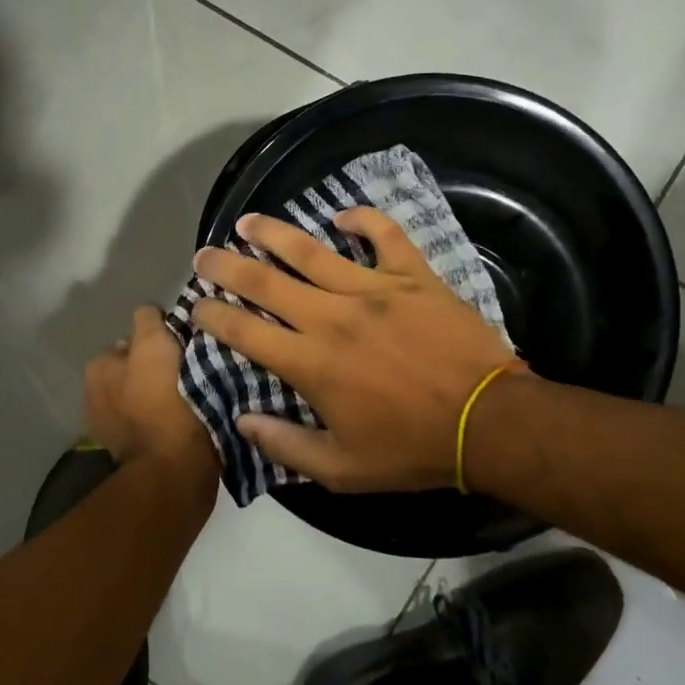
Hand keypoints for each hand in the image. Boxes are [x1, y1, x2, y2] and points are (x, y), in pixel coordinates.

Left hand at [84, 305, 219, 505]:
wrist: (176, 467)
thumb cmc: (163, 399)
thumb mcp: (154, 344)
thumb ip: (147, 320)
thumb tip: (151, 313)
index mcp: (98, 368)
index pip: (131, 340)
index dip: (158, 340)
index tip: (182, 347)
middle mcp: (95, 396)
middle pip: (137, 369)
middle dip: (157, 369)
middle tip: (191, 370)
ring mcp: (113, 430)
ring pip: (146, 397)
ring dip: (163, 394)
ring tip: (194, 395)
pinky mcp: (135, 455)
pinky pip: (156, 423)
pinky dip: (167, 419)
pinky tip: (188, 419)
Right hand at [190, 209, 522, 491]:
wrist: (488, 421)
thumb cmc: (412, 449)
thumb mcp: (342, 470)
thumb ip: (286, 446)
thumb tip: (242, 421)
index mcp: (312, 364)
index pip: (246, 331)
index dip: (213, 316)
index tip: (197, 306)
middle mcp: (332, 317)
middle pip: (266, 282)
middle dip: (227, 267)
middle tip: (204, 255)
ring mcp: (374, 290)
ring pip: (312, 250)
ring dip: (274, 234)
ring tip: (249, 222)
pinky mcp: (412, 276)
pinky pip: (383, 235)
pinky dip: (362, 219)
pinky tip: (343, 214)